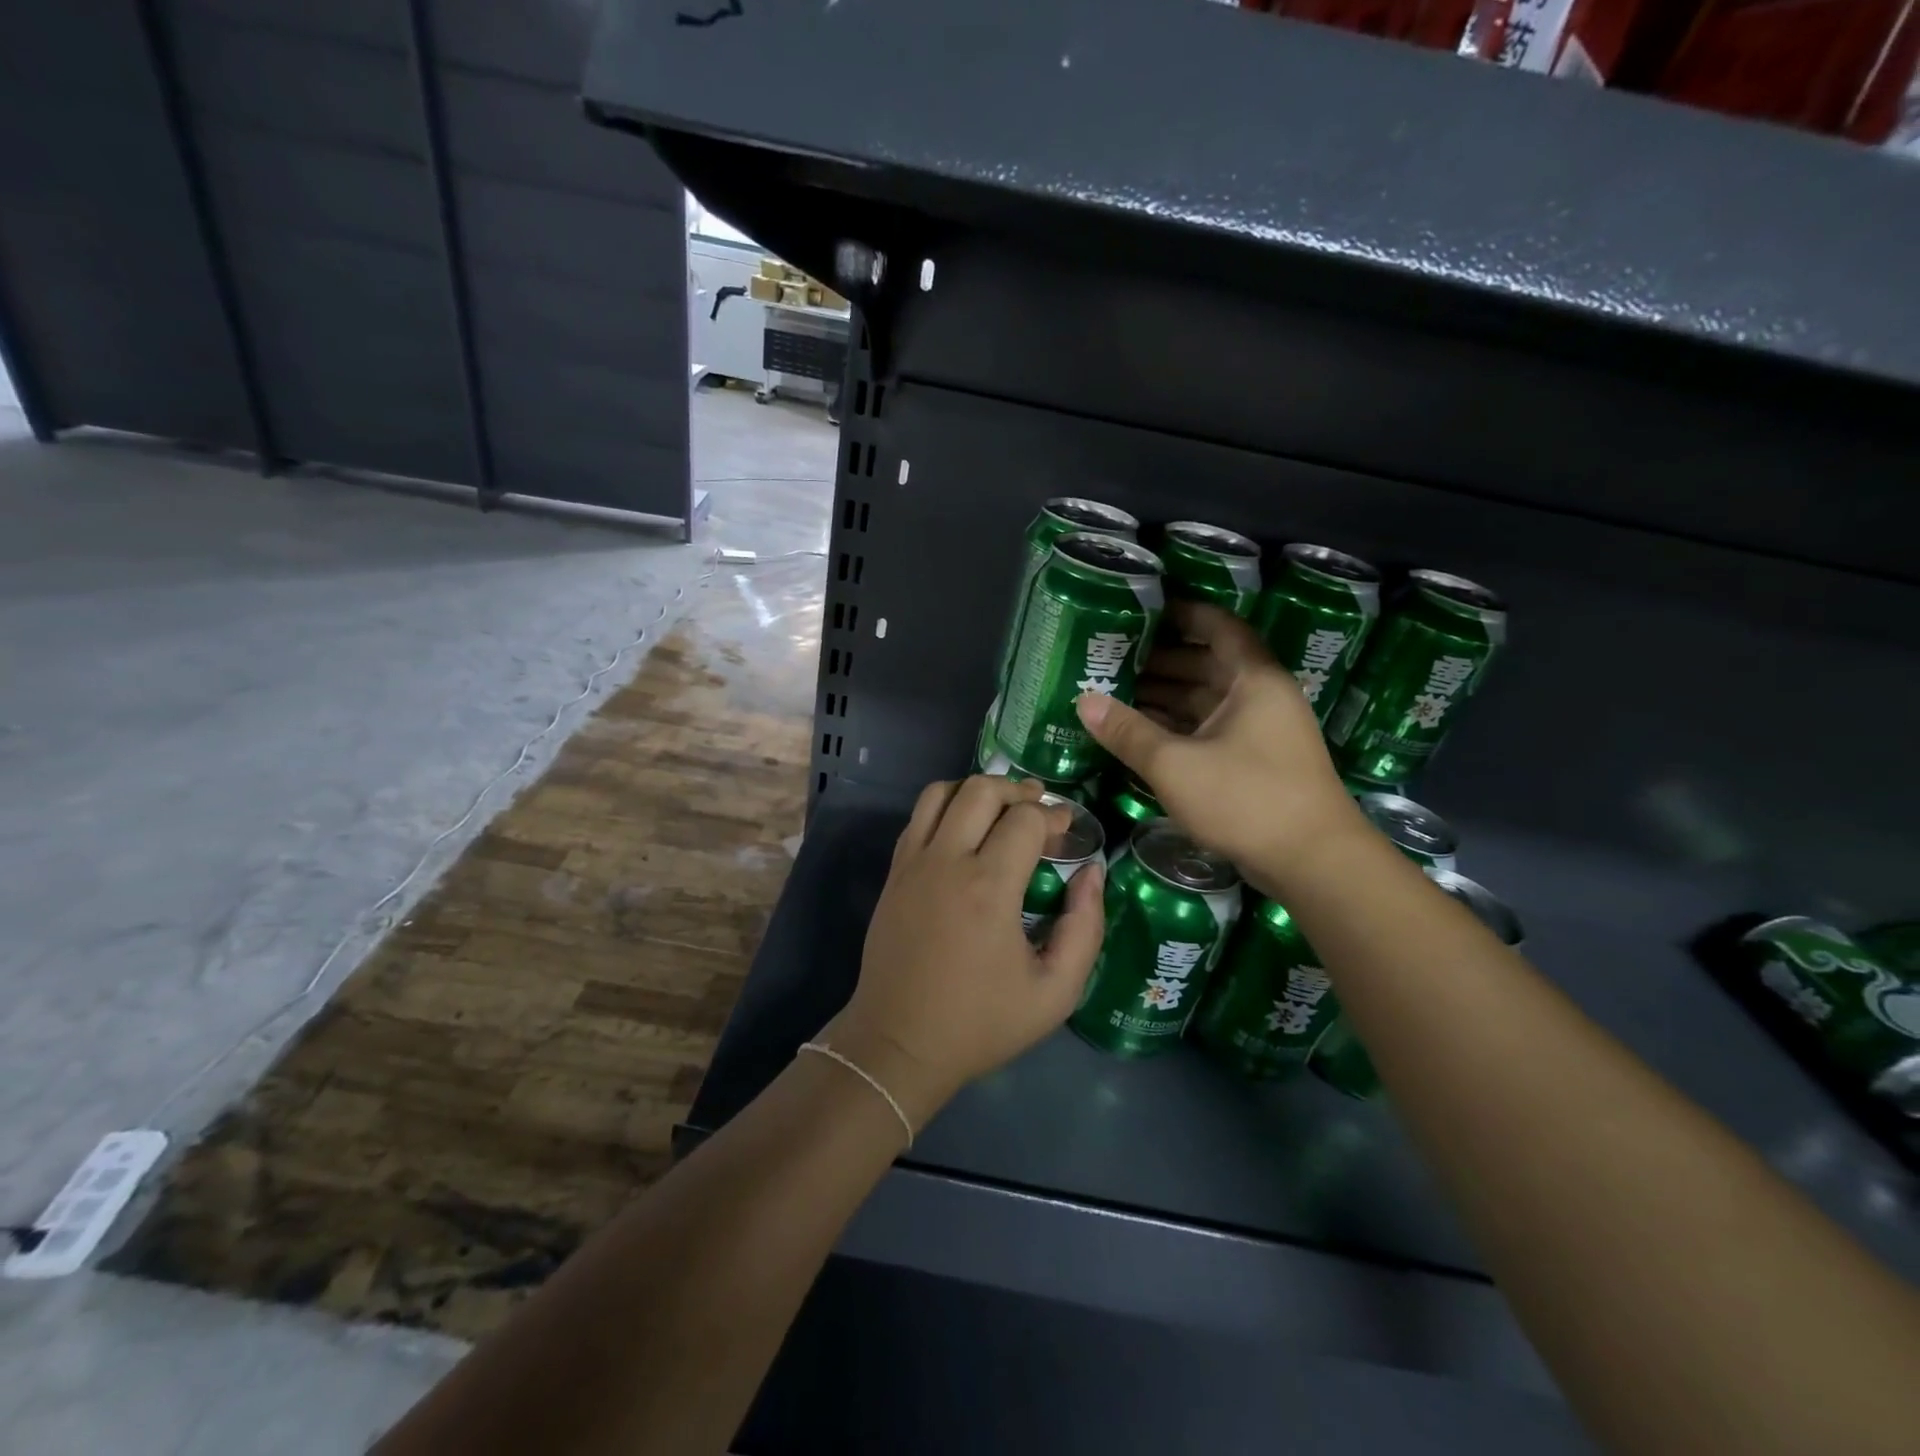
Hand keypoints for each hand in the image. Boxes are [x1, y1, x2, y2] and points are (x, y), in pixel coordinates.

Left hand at [826, 776, 1104, 1129]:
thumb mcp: (1055, 992)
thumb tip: (1091, 873)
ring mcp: (912, 864)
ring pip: (941, 793)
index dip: (1053, 815)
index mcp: (988, 888)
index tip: (1067, 830)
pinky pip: (918, 818)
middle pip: (981, 789)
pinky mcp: (892, 874)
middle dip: (1017, 789)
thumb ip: (1085, 928)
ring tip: (1000, 811)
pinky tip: (964, 833)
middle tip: (1038, 810)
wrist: (899, 1044)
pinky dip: (945, 808)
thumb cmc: (981, 1023)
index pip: (1025, 818)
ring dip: (976, 790)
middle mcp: (946, 862)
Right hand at [1076, 600, 1366, 888]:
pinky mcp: (1256, 762)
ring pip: (1207, 700)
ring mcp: (1261, 731)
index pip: (1218, 627)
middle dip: (1161, 660)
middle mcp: (1261, 696)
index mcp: (1253, 679)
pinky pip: (1210, 729)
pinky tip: (1142, 733)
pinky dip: (1179, 727)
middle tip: (1112, 658)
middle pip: (1208, 664)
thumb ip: (1127, 731)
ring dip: (1166, 696)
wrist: (1313, 862)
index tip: (1142, 612)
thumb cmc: (1246, 798)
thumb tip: (1084, 701)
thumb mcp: (1175, 764)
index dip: (1183, 614)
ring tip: (1116, 694)